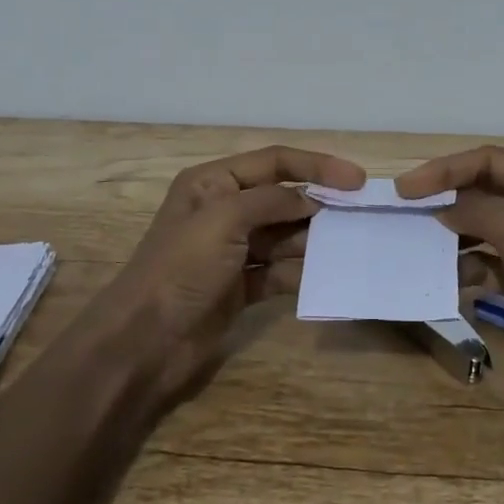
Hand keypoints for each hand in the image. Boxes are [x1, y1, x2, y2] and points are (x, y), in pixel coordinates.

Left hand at [103, 145, 364, 398]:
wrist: (144, 342)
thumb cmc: (181, 267)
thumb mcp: (224, 219)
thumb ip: (272, 201)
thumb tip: (312, 199)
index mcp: (213, 183)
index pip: (275, 161)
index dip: (317, 166)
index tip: (357, 180)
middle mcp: (224, 210)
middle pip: (283, 198)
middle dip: (319, 205)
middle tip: (359, 216)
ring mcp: (233, 250)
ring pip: (285, 236)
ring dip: (314, 239)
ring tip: (350, 245)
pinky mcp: (241, 286)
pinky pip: (281, 271)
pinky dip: (302, 273)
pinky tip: (327, 276)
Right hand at [396, 146, 503, 413]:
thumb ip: (477, 215)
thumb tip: (436, 206)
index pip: (493, 160)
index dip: (446, 170)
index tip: (405, 187)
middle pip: (488, 189)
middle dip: (448, 200)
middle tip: (403, 210)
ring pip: (486, 225)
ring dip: (455, 233)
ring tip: (416, 241)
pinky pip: (492, 258)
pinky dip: (469, 264)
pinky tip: (446, 275)